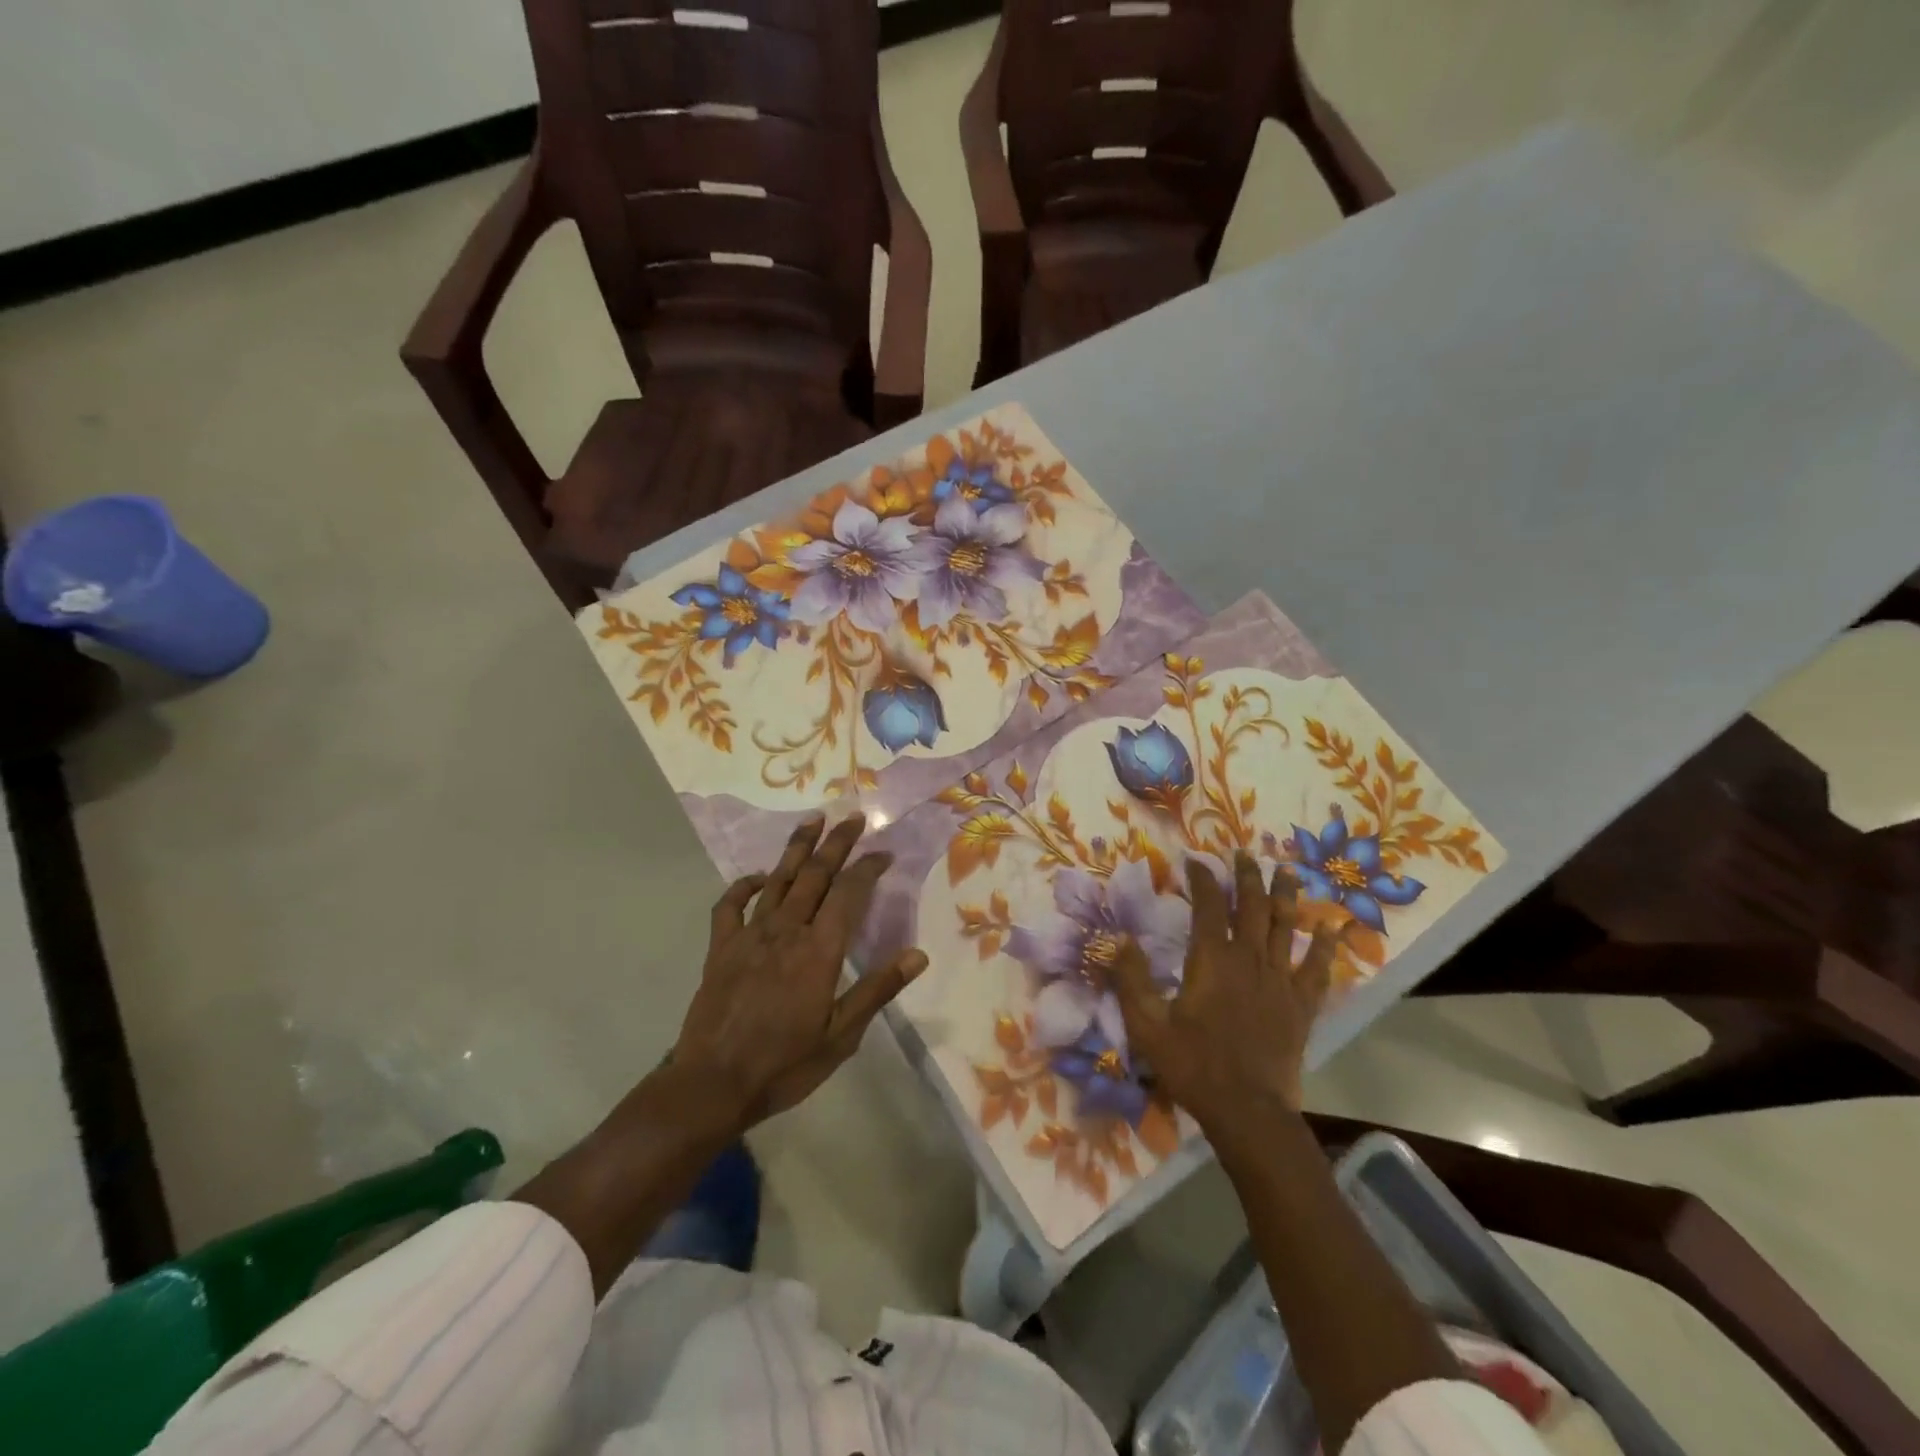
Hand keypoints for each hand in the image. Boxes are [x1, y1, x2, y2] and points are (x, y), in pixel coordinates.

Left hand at [672, 814, 927, 1132]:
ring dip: (797, 848)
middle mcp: (786, 931)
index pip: (849, 893)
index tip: (883, 852)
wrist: (712, 1085)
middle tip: (852, 817)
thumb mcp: (841, 1037)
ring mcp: (750, 935)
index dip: (868, 868)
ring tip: (813, 821)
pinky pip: (731, 905)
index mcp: (819, 951)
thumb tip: (918, 955)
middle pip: (815, 875)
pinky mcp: (721, 947)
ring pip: (777, 879)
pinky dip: (744, 885)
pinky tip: (758, 876)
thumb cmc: (784, 1064)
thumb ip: (877, 990)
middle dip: (836, 843)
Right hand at [1114, 853, 1335, 1136]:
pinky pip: (1317, 969)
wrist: (1247, 1111)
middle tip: (1243, 854)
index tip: (1194, 861)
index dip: (1202, 879)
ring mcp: (1280, 981)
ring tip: (1286, 871)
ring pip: (1286, 927)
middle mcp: (1249, 960)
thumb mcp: (1147, 1024)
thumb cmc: (1193, 1065)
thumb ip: (1131, 979)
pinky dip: (1326, 946)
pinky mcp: (1301, 1006)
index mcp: (1212, 960)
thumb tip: (1118, 938)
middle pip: (1252, 907)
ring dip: (1286, 896)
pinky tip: (1334, 928)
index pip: (1208, 906)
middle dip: (1247, 877)